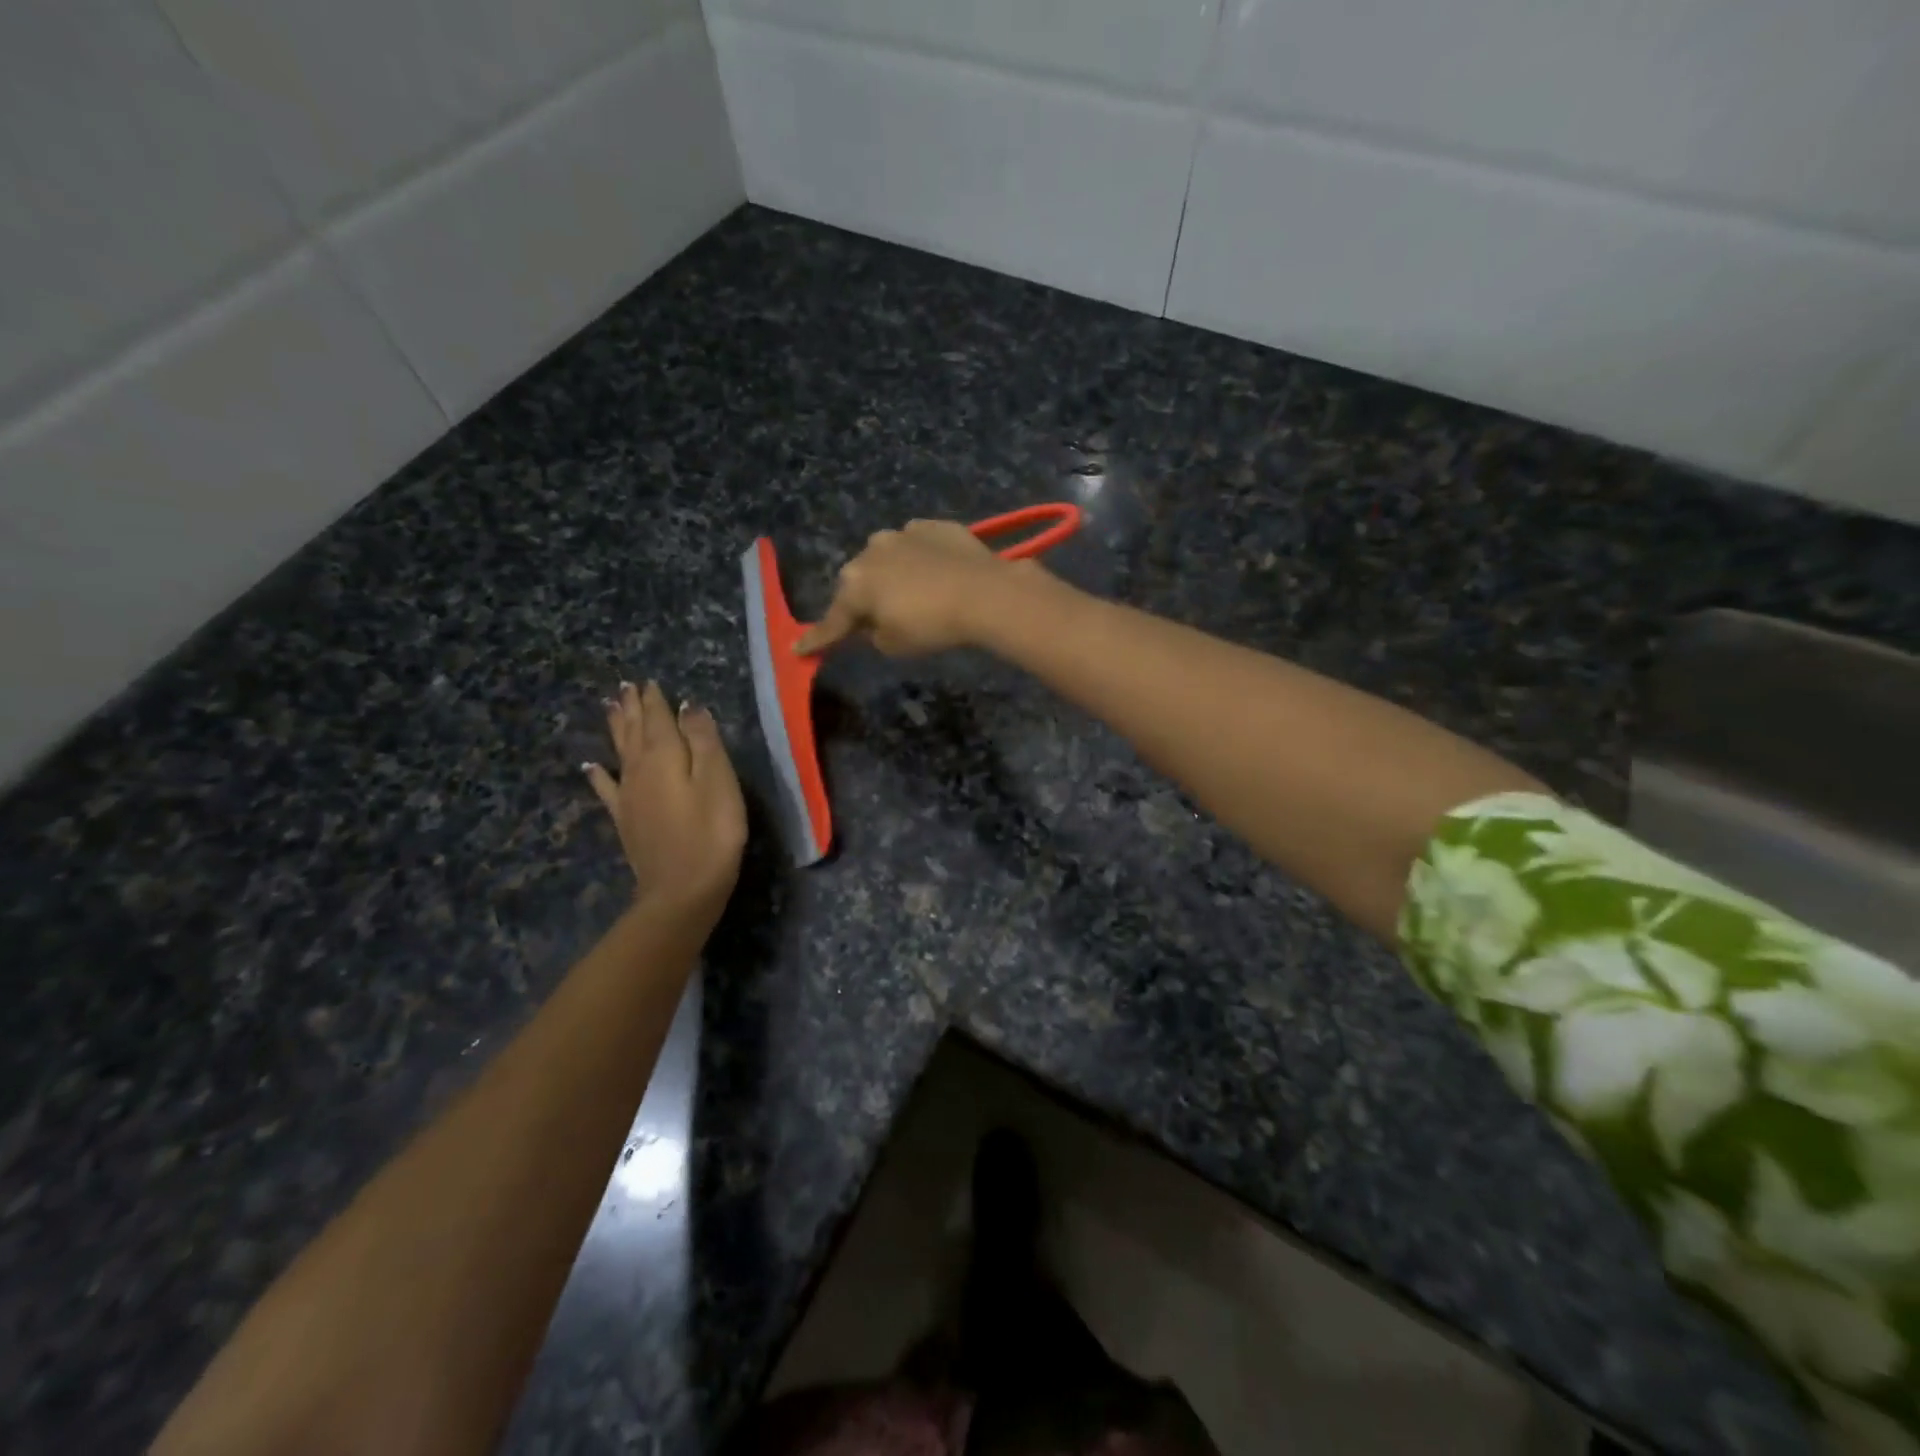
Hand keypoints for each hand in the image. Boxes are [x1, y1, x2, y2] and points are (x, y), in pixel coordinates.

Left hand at [585, 682, 746, 912]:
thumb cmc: (712, 831)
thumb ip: (703, 740)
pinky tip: (591, 766)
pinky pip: (607, 788)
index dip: (654, 699)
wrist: (683, 889)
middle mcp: (639, 769)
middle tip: (625, 687)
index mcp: (665, 755)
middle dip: (632, 708)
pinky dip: (599, 774)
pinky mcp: (626, 820)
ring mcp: (629, 796)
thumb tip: (687, 706)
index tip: (648, 681)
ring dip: (616, 729)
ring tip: (610, 708)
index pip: (658, 718)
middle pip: (634, 731)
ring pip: (619, 752)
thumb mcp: (718, 780)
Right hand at [795, 519, 1026, 656]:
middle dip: (865, 599)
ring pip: (887, 558)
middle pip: (860, 582)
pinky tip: (938, 573)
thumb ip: (873, 634)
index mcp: (855, 585)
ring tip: (916, 592)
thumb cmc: (933, 626)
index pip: (833, 620)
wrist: (985, 593)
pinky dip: (920, 559)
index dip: (818, 638)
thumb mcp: (894, 645)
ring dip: (893, 574)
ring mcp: (903, 533)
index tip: (798, 649)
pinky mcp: (933, 525)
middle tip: (881, 618)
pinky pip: (917, 545)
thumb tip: (873, 622)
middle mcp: (871, 551)